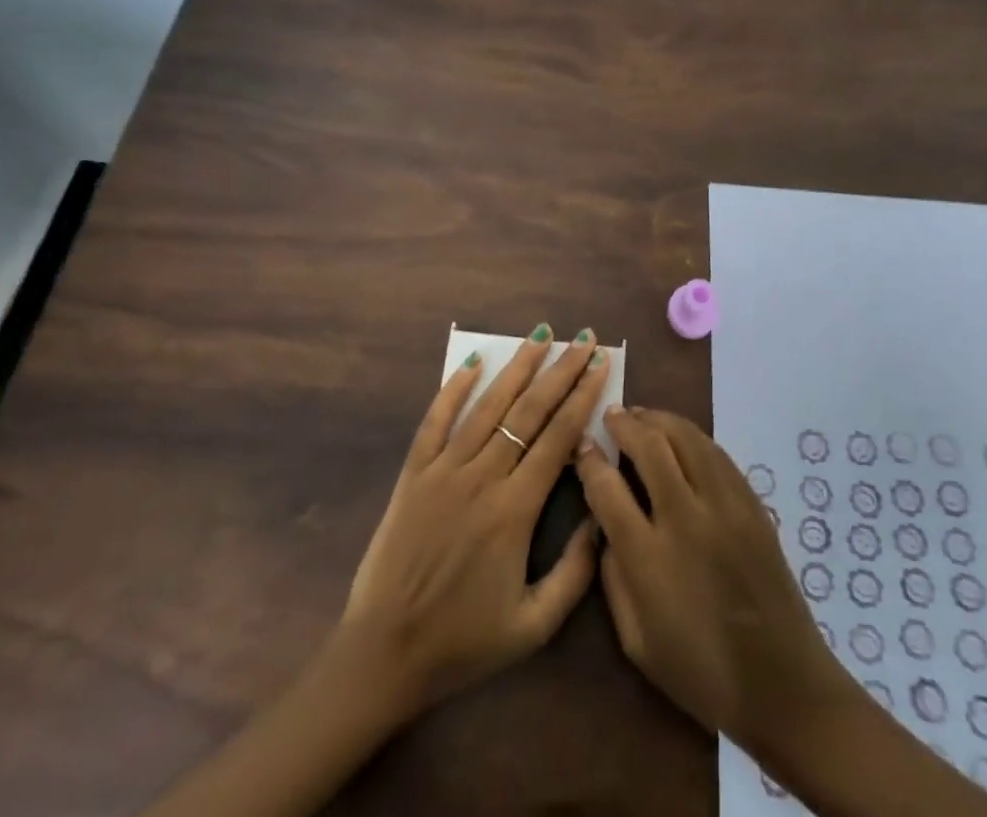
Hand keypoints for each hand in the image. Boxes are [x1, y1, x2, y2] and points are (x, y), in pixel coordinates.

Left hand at [340, 325, 612, 715]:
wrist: (386, 652)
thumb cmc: (464, 642)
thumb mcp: (533, 625)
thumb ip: (575, 573)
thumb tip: (601, 517)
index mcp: (515, 510)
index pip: (558, 437)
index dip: (582, 397)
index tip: (600, 365)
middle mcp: (482, 478)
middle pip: (529, 411)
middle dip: (560, 371)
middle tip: (583, 339)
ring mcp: (444, 470)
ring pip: (487, 406)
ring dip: (517, 368)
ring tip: (539, 335)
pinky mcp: (414, 474)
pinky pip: (435, 421)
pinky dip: (453, 388)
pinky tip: (472, 361)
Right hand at [574, 407, 850, 761]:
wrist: (782, 685)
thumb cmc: (700, 671)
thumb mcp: (634, 640)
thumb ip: (611, 575)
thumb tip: (604, 524)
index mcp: (649, 557)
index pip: (607, 487)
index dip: (589, 459)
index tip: (582, 445)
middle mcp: (686, 519)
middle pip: (649, 446)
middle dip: (624, 423)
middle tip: (611, 415)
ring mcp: (725, 506)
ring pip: (686, 437)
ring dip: (658, 419)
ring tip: (641, 416)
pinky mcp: (752, 504)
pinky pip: (716, 453)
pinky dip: (691, 436)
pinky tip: (679, 437)